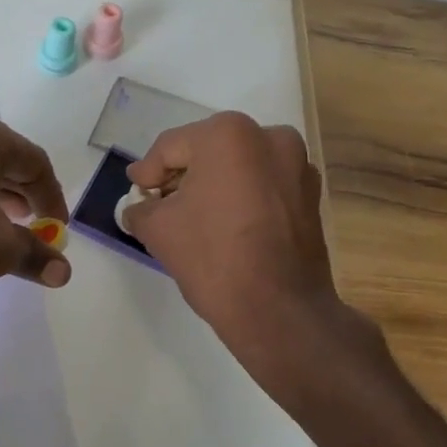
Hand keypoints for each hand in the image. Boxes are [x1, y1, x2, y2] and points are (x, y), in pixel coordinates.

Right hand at [123, 113, 350, 376]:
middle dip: (182, 176)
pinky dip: (242, 197)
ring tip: (193, 217)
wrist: (278, 312)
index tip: (136, 191)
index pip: (171, 147)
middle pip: (208, 151)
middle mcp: (269, 137)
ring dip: (213, 186)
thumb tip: (139, 207)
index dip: (147, 172)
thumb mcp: (158, 229)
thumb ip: (140, 208)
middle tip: (159, 204)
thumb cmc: (213, 258)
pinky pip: (264, 186)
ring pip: (239, 167)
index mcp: (229, 134)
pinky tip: (226, 226)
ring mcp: (297, 165)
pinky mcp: (311, 196)